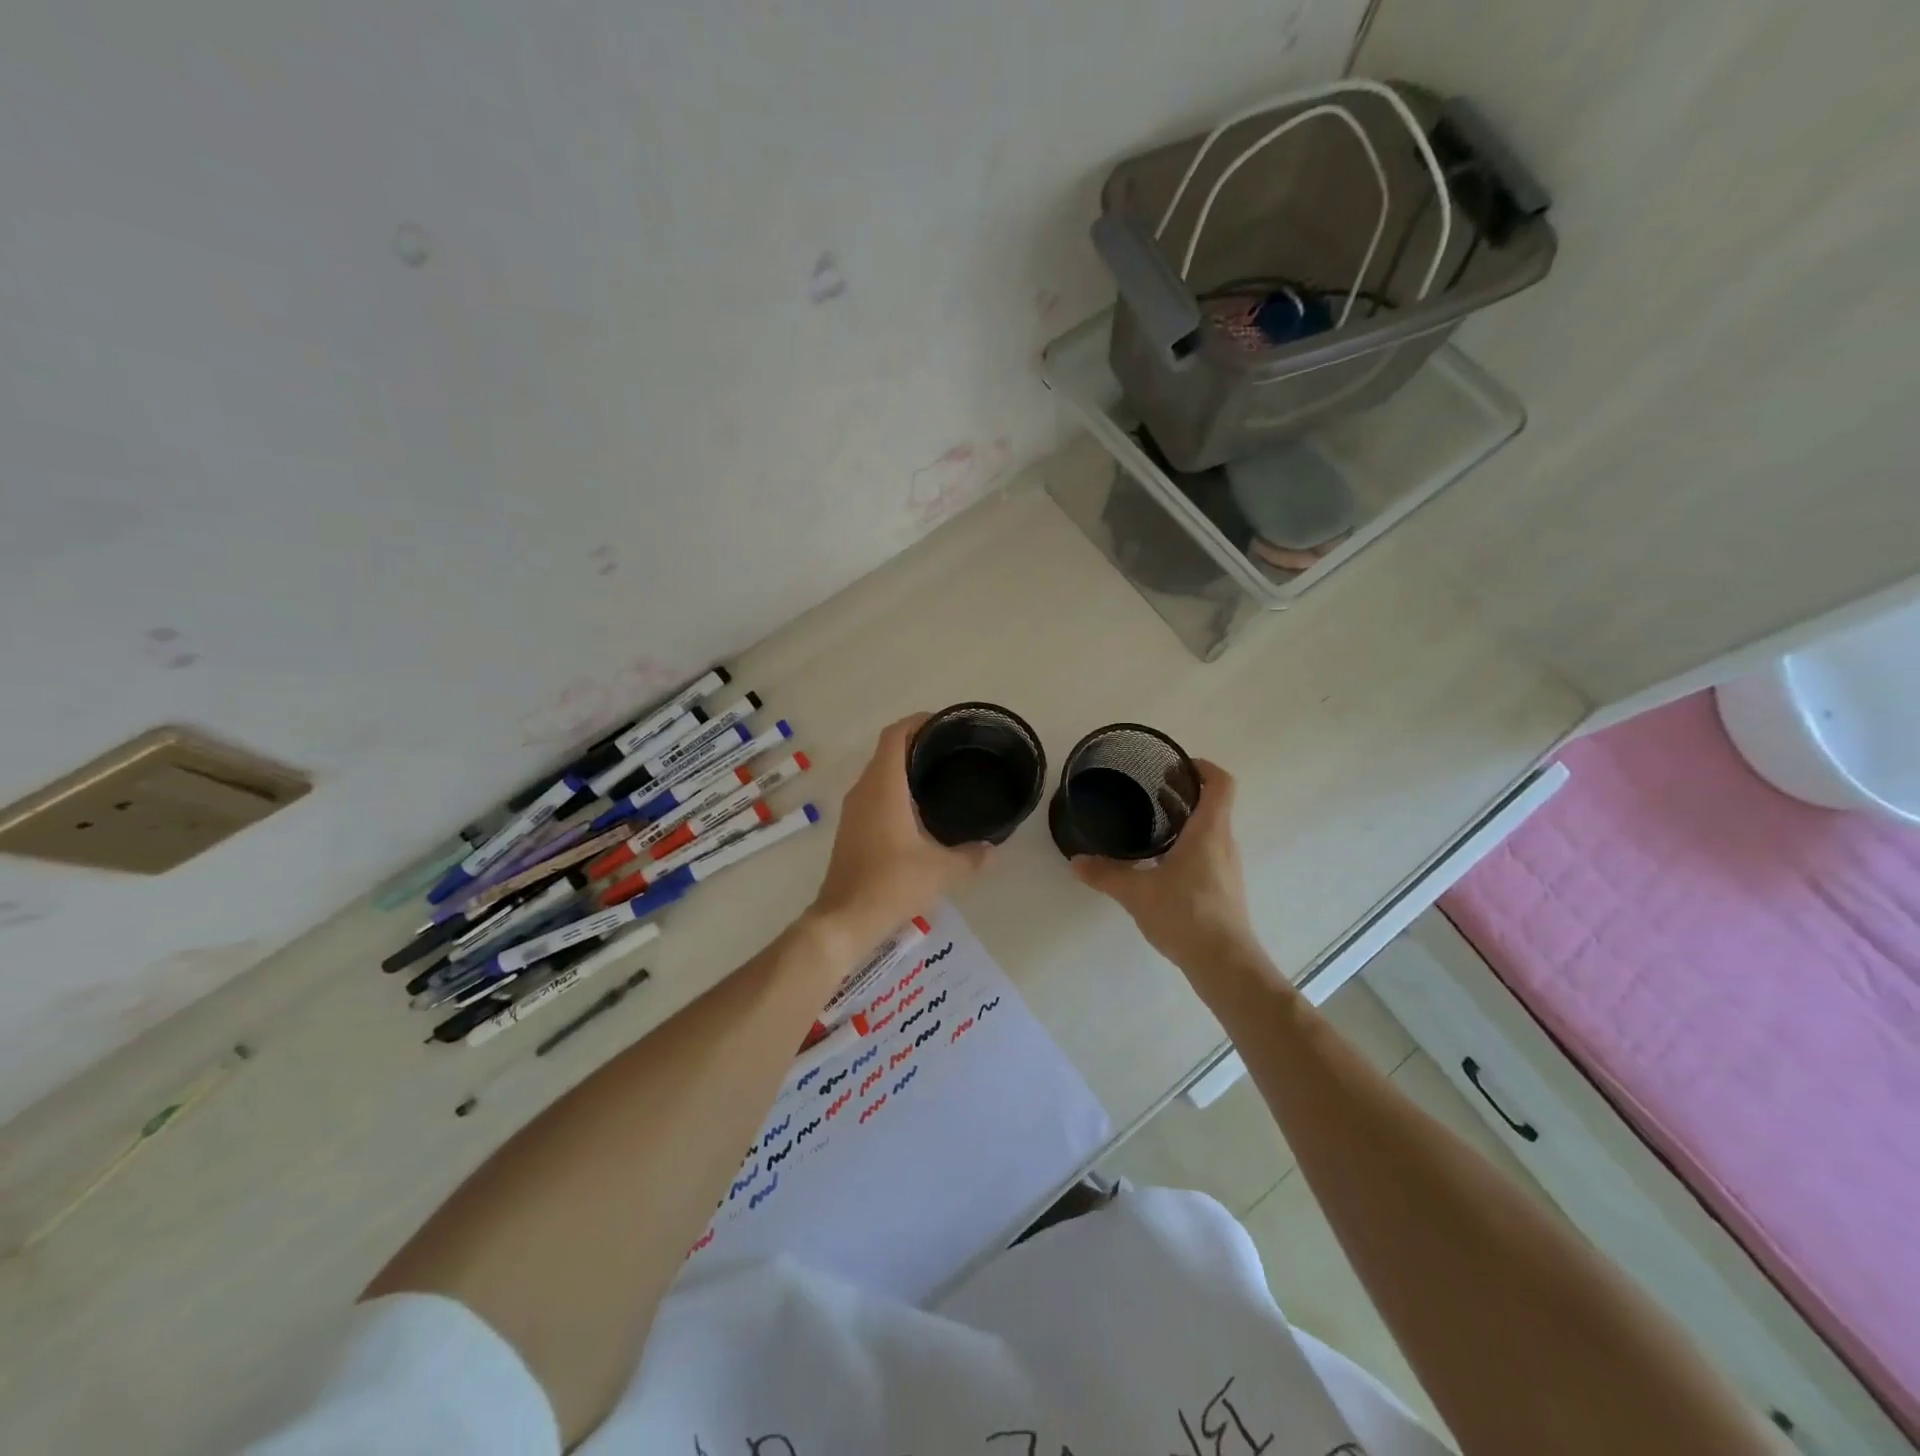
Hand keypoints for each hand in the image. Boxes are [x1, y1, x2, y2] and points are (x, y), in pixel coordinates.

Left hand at [808, 714, 991, 958]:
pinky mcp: (851, 830)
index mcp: (883, 787)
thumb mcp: (942, 871)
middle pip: (887, 751)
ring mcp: (853, 811)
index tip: (944, 723)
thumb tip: (991, 848)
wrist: (844, 919)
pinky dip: (895, 790)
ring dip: (904, 768)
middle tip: (952, 751)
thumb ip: (971, 856)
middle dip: (917, 744)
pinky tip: (919, 811)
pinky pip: (874, 795)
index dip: (917, 722)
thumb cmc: (891, 884)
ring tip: (940, 776)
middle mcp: (864, 791)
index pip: (895, 735)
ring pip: (879, 774)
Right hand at [1069, 760, 1258, 973]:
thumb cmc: (1185, 914)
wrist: (1224, 963)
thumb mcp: (1137, 892)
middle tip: (1152, 789)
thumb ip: (1106, 874)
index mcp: (1208, 831)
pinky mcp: (1224, 888)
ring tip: (1152, 823)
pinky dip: (1188, 845)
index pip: (1220, 784)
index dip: (1203, 767)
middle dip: (1185, 793)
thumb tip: (1076, 862)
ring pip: (1210, 830)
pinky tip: (1160, 863)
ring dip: (1186, 820)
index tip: (1176, 766)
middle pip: (1213, 805)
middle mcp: (1223, 843)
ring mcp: (1227, 867)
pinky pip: (1208, 852)